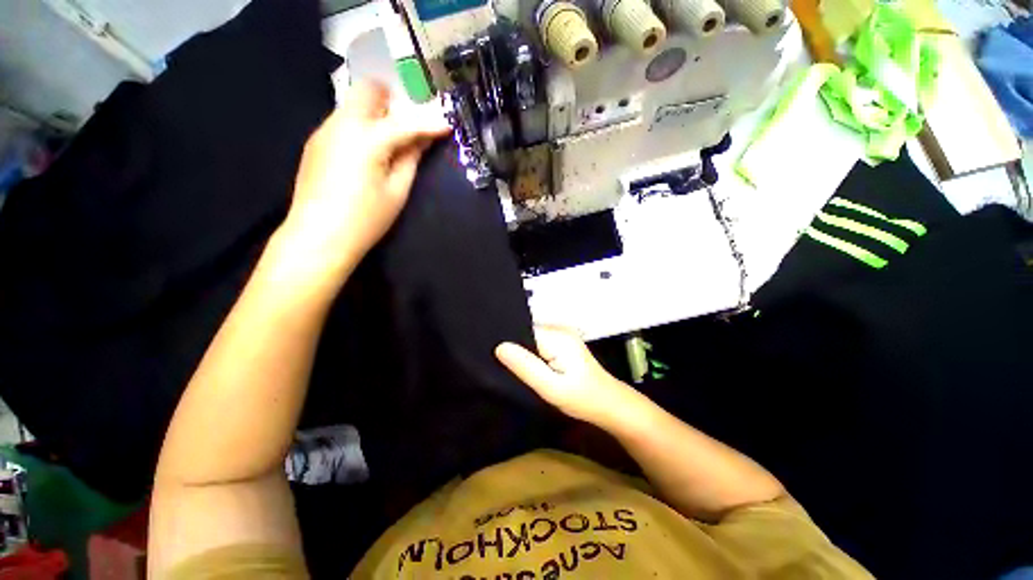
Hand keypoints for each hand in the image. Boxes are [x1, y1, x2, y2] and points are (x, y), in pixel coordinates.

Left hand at [278, 81, 450, 278]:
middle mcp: (342, 123)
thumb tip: (422, 140)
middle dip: (393, 100)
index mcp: (367, 138)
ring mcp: (324, 130)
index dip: (429, 123)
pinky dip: (360, 126)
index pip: (405, 122)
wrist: (319, 235)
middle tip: (409, 124)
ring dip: (376, 113)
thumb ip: (410, 159)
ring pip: (354, 104)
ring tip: (389, 142)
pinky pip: (343, 121)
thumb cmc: (366, 218)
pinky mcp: (315, 142)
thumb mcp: (397, 191)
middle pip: (368, 90)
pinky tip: (366, 154)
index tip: (447, 124)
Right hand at [495, 325, 639, 426]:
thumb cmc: (582, 398)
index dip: (507, 339)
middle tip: (497, 361)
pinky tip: (526, 364)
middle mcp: (559, 329)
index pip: (522, 328)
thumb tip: (500, 347)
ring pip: (531, 336)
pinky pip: (539, 341)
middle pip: (525, 330)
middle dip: (512, 344)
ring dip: (521, 349)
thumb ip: (526, 367)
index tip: (490, 352)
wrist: (609, 403)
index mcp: (556, 337)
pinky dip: (530, 351)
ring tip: (508, 364)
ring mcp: (562, 334)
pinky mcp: (562, 341)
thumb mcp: (551, 388)